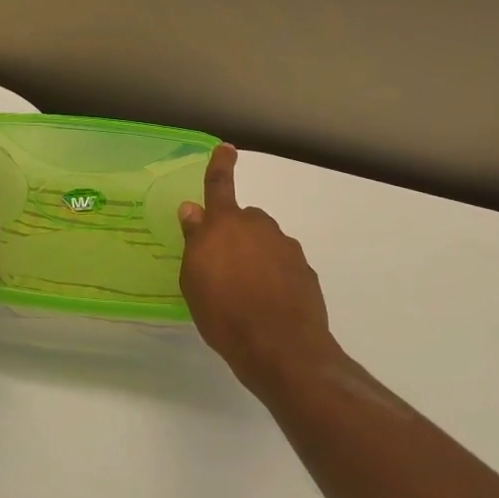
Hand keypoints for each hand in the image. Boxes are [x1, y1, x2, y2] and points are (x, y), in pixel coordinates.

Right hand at [179, 144, 341, 395]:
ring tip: (245, 294)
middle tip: (223, 268)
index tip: (227, 148)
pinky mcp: (305, 272)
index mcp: (225, 225)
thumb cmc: (224, 314)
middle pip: (244, 220)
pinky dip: (274, 277)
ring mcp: (286, 248)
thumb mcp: (194, 280)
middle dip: (235, 235)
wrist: (282, 349)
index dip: (220, 165)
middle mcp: (258, 227)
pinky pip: (283, 265)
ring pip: (265, 242)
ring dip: (255, 257)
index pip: (219, 185)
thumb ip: (194, 240)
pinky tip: (268, 304)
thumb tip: (193, 210)